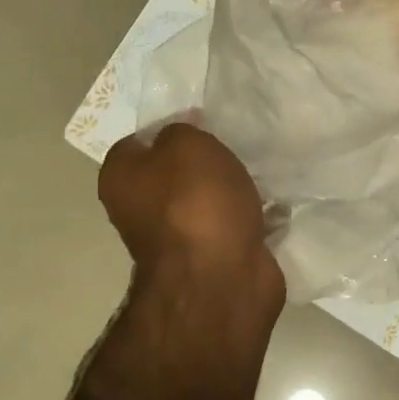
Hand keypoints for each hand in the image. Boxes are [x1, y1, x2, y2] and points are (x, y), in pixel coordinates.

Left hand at [99, 124, 282, 307]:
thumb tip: (185, 135)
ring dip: (233, 189)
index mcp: (121, 178)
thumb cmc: (195, 202)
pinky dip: (253, 215)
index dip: (172, 127)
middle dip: (207, 160)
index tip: (206, 121)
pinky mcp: (214, 256)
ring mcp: (178, 236)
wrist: (219, 278)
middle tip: (238, 145)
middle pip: (176, 171)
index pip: (140, 140)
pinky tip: (276, 203)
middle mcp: (141, 208)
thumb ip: (181, 130)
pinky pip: (234, 224)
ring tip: (263, 170)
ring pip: (207, 199)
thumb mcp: (186, 143)